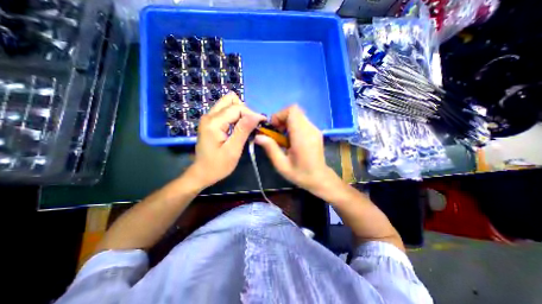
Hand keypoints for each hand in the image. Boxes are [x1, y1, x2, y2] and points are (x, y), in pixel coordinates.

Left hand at [189, 93, 266, 187]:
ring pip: (228, 104)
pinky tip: (238, 128)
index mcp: (214, 122)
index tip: (262, 123)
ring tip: (246, 127)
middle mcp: (209, 115)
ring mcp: (208, 117)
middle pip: (231, 100)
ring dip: (240, 113)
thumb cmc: (218, 165)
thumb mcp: (233, 150)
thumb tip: (256, 115)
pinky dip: (235, 116)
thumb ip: (243, 130)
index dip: (252, 114)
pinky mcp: (210, 122)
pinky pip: (225, 111)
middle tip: (251, 125)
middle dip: (245, 110)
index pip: (237, 108)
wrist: (202, 173)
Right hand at [255, 104, 334, 189]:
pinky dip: (293, 126)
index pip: (292, 111)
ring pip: (298, 116)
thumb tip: (258, 136)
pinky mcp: (316, 132)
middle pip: (295, 111)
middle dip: (282, 119)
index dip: (280, 115)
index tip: (274, 128)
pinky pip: (302, 122)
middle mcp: (310, 129)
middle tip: (277, 134)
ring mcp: (315, 129)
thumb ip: (270, 148)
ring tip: (283, 138)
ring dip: (287, 123)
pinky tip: (291, 140)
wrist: (320, 178)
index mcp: (302, 136)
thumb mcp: (281, 165)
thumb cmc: (300, 174)